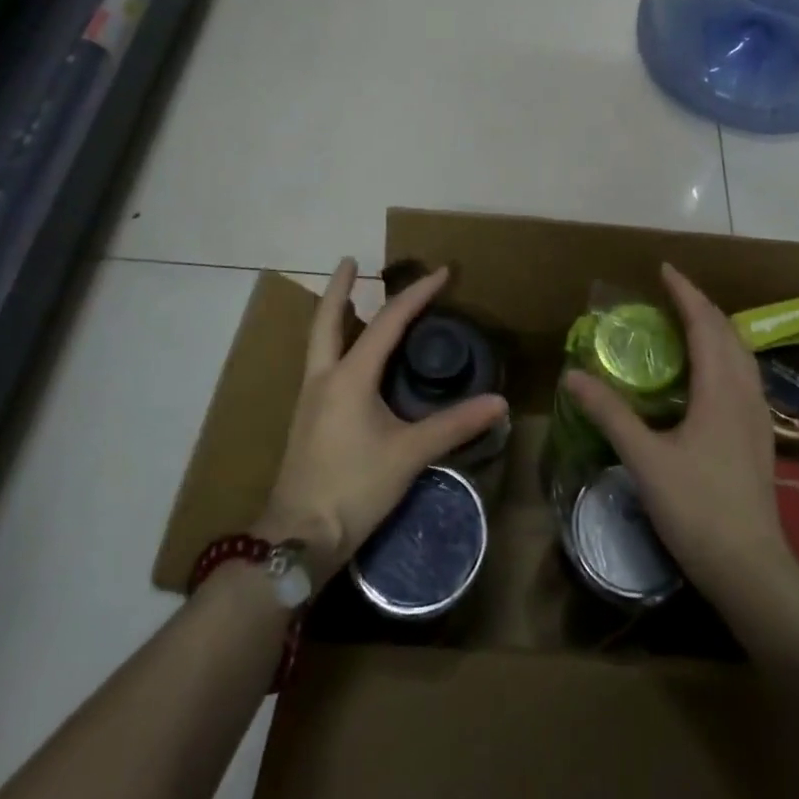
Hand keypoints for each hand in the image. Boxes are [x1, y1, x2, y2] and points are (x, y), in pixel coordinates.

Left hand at [258, 259, 507, 578]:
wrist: (299, 538)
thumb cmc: (354, 488)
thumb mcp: (409, 454)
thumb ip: (454, 425)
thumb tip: (499, 403)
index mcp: (349, 377)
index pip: (387, 322)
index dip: (417, 294)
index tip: (442, 273)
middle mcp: (324, 377)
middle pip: (328, 319)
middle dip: (339, 287)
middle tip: (350, 260)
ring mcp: (310, 398)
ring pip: (319, 341)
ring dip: (334, 314)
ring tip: (350, 298)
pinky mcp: (307, 418)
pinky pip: (321, 363)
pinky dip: (334, 342)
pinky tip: (348, 356)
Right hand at [564, 264, 794, 606]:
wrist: (751, 569)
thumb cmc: (697, 509)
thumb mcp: (645, 459)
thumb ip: (610, 413)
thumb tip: (573, 375)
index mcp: (720, 389)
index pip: (705, 324)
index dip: (685, 293)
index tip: (664, 269)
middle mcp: (745, 393)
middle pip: (728, 332)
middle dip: (701, 305)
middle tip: (671, 293)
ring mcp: (758, 416)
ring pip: (741, 354)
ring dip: (717, 329)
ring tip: (689, 322)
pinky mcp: (759, 437)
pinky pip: (744, 376)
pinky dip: (725, 355)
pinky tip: (708, 374)